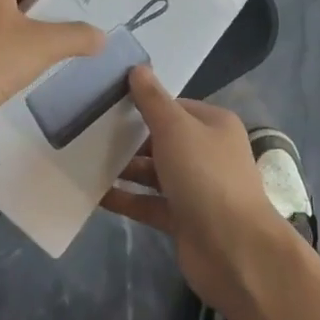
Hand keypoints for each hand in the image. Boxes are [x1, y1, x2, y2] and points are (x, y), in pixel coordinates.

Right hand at [101, 68, 299, 313]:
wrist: (235, 251)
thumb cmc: (205, 176)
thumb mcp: (175, 128)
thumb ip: (152, 100)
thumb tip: (137, 68)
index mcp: (213, 124)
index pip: (174, 106)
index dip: (143, 103)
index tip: (106, 102)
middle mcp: (207, 152)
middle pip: (162, 139)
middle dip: (129, 137)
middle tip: (87, 130)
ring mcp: (196, 188)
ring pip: (154, 172)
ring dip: (124, 168)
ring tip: (84, 160)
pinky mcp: (183, 219)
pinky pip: (149, 203)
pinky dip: (126, 199)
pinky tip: (95, 193)